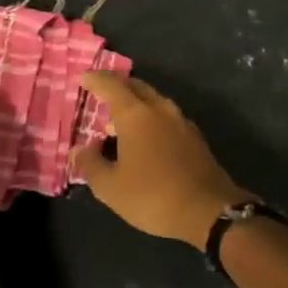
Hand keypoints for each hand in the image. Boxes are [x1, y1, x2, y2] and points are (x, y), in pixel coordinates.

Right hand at [72, 74, 252, 247]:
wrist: (208, 209)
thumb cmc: (153, 195)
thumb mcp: (111, 188)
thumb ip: (91, 165)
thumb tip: (79, 150)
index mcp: (136, 114)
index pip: (112, 85)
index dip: (96, 80)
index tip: (84, 77)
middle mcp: (160, 109)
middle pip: (135, 86)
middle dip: (117, 86)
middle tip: (100, 94)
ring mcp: (180, 120)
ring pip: (153, 100)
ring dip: (134, 103)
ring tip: (117, 121)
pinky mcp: (193, 135)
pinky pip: (165, 116)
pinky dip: (149, 117)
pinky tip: (144, 138)